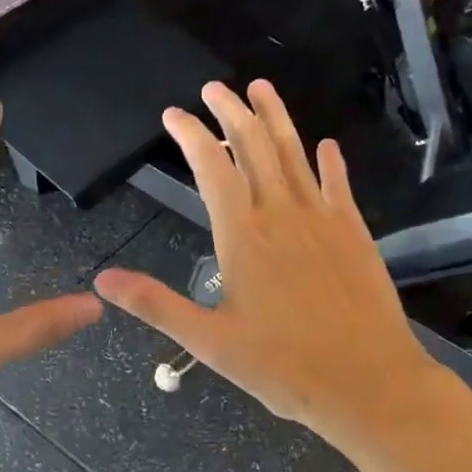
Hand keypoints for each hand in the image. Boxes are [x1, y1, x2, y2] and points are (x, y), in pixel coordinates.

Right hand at [94, 80, 449, 447]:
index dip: (191, 135)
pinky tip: (326, 146)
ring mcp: (323, 220)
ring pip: (295, 154)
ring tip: (261, 88)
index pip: (212, 167)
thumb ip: (156, 304)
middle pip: (255, 146)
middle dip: (232, 112)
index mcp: (243, 236)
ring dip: (276, 118)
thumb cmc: (283, 367)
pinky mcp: (355, 233)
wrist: (368, 382)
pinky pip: (339, 185)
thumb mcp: (209, 341)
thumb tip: (103, 280)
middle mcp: (282, 214)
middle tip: (215, 89)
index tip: (174, 115)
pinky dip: (330, 162)